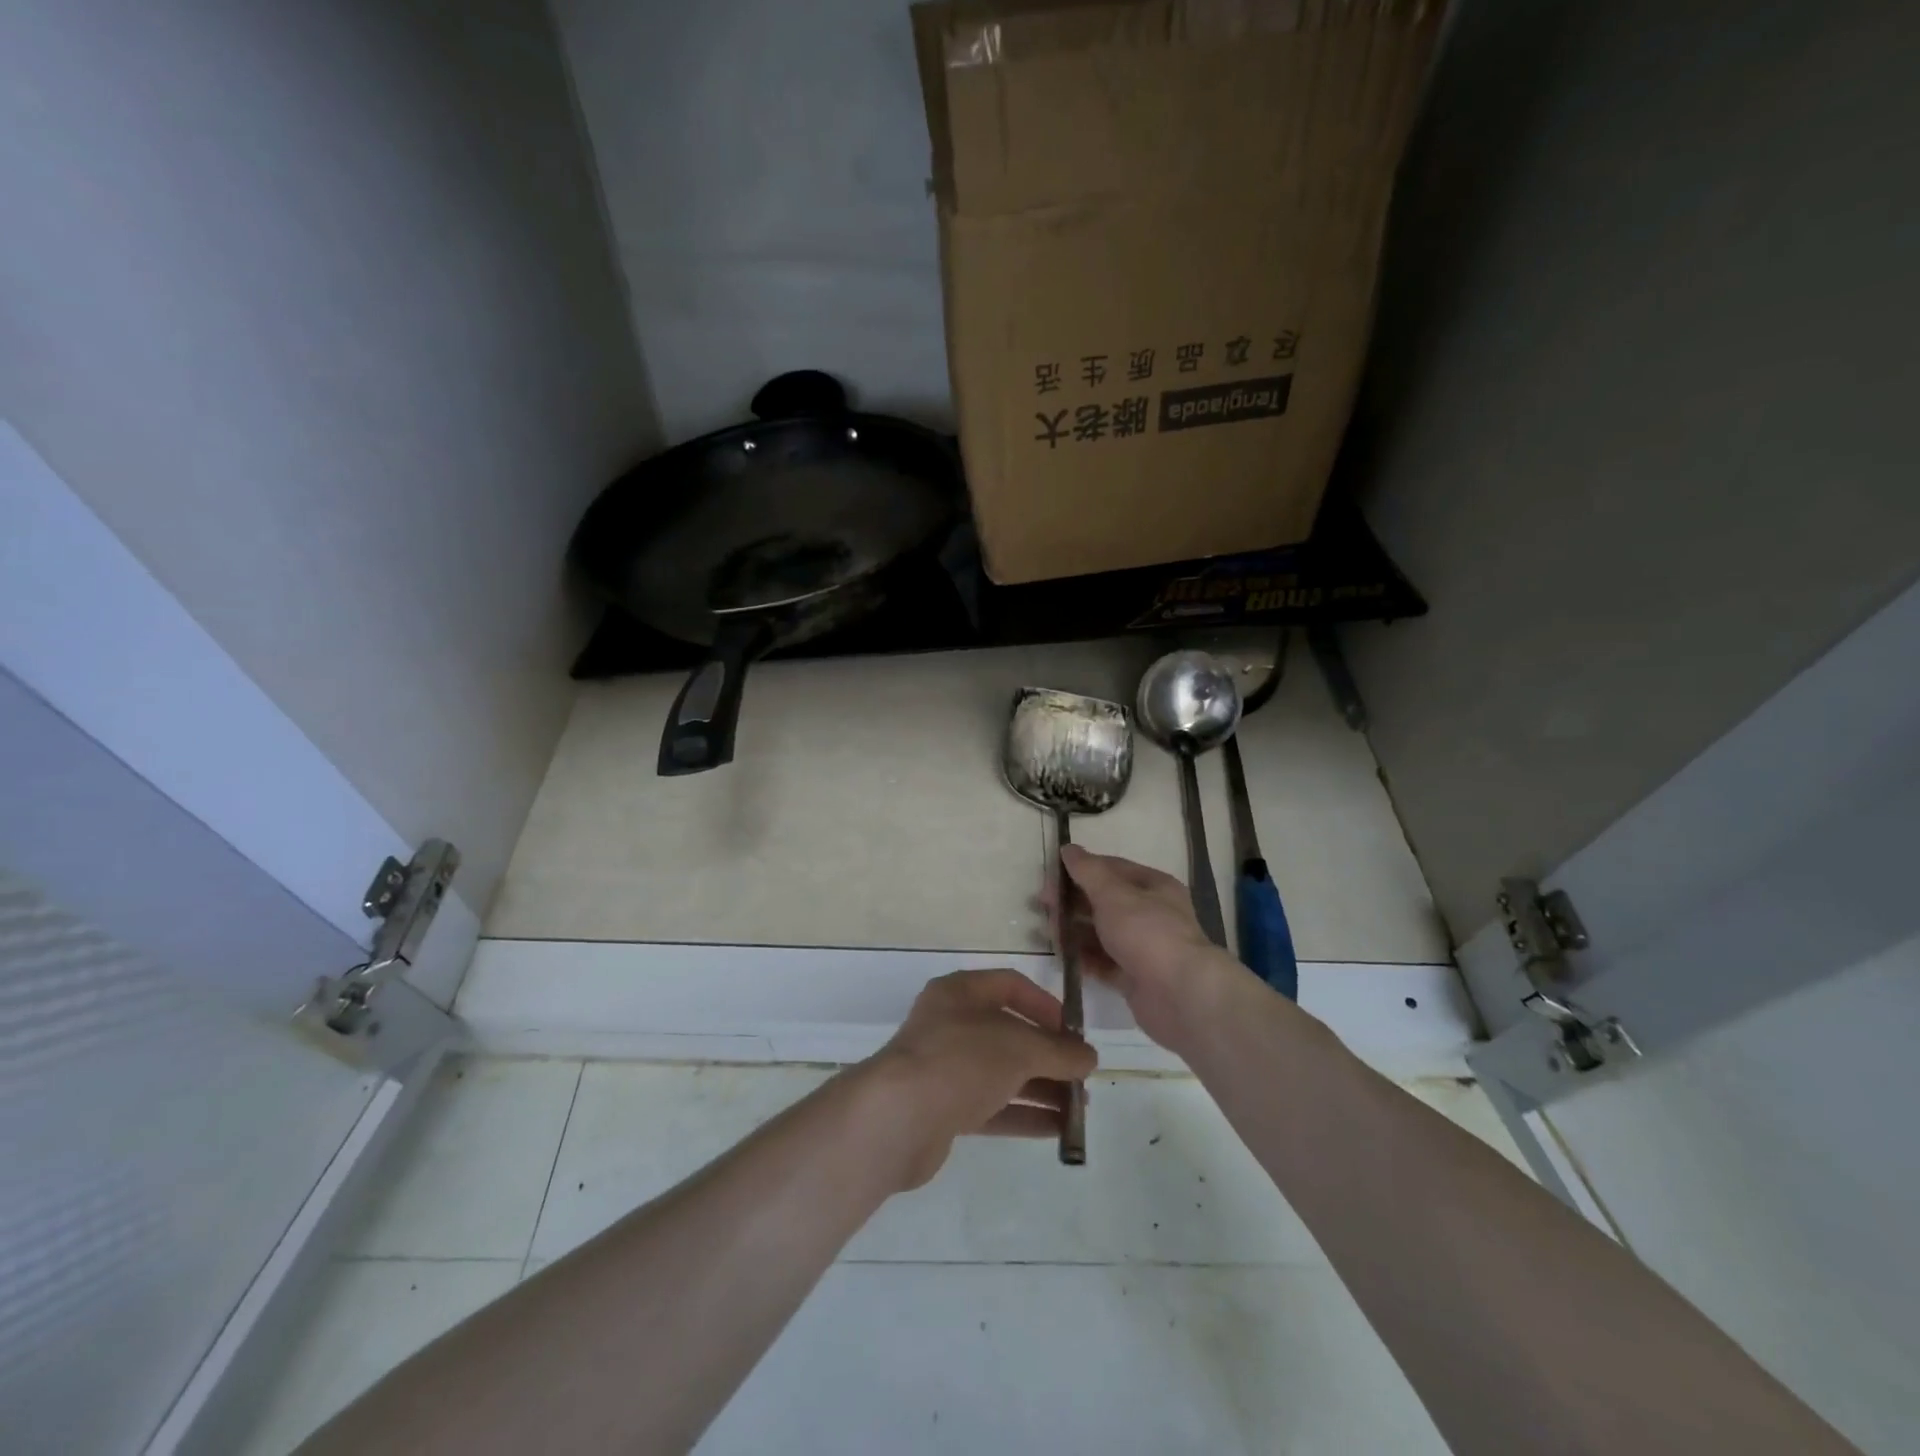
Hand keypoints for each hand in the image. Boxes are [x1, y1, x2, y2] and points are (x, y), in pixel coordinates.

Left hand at [859, 969, 1096, 1188]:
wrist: (898, 1117)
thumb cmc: (961, 1060)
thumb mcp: (1019, 1047)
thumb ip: (1058, 1051)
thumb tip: (1089, 1057)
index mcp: (961, 992)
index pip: (1010, 986)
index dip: (1045, 1005)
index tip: (1074, 1032)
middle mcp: (951, 1024)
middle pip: (1009, 1033)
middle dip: (1048, 1055)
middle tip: (1083, 1077)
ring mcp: (945, 1067)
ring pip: (1002, 1073)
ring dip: (1042, 1089)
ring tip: (1080, 1109)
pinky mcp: (943, 1108)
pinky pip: (991, 1106)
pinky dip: (1024, 1115)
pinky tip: (1058, 1130)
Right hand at [1056, 845, 1239, 1049]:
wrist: (1180, 995)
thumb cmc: (1147, 933)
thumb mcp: (1113, 894)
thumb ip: (1088, 871)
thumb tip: (1068, 848)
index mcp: (1153, 886)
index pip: (1111, 869)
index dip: (1080, 869)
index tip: (1049, 876)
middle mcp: (1150, 913)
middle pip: (1103, 901)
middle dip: (1072, 901)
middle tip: (1042, 906)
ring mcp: (1142, 947)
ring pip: (1100, 932)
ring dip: (1073, 930)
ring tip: (1048, 933)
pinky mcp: (1133, 977)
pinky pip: (1102, 962)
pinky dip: (1083, 958)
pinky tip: (1062, 957)